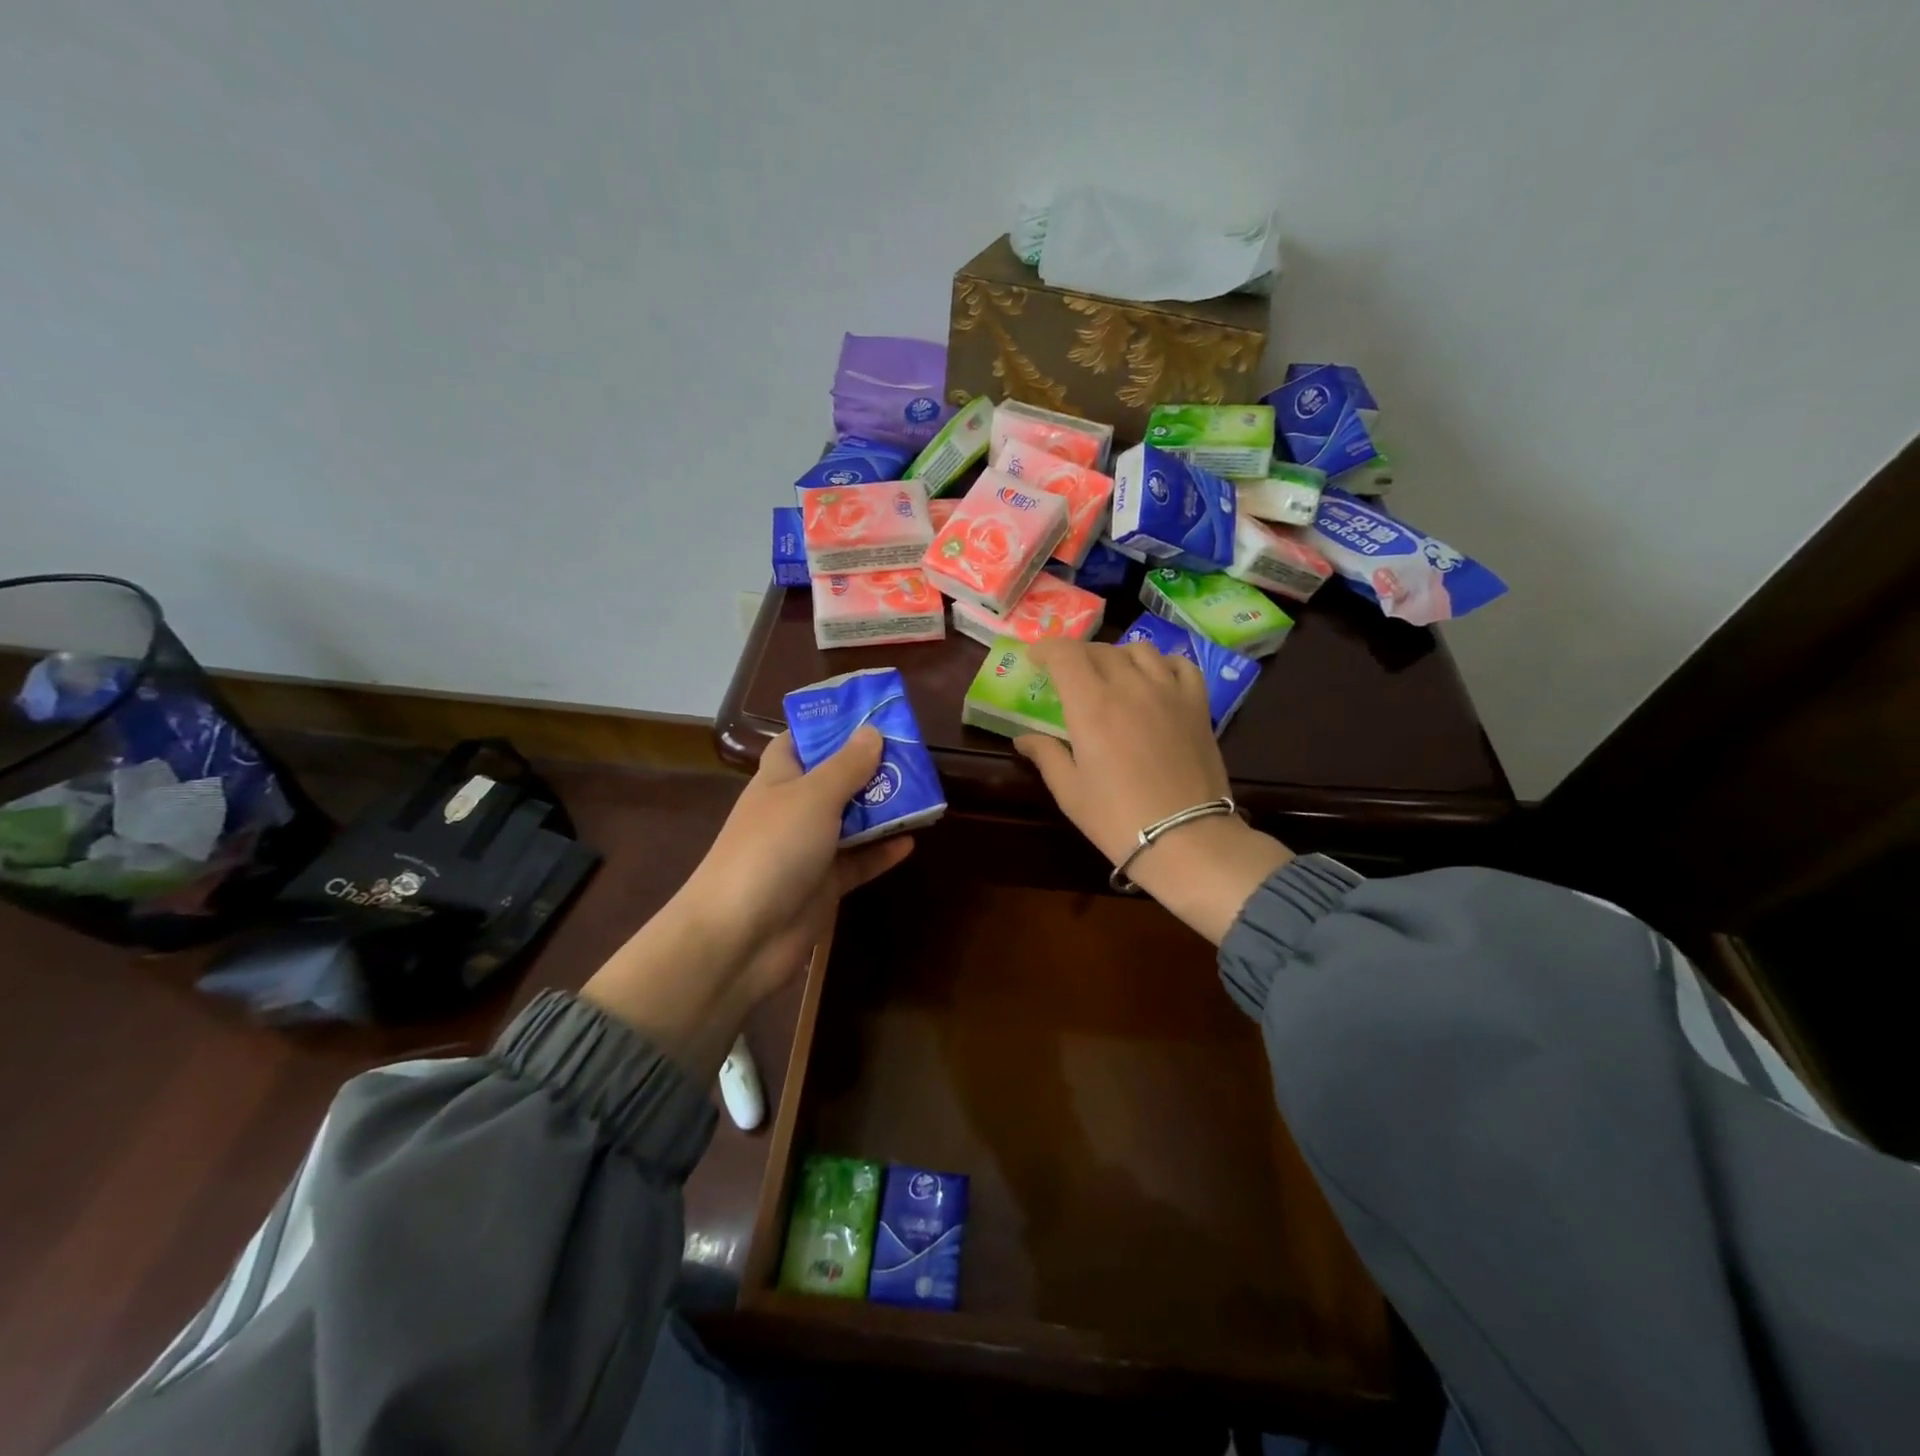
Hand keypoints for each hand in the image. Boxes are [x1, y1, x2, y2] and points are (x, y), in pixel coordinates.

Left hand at [582, 727, 912, 1077]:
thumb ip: (846, 765)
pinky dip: (882, 851)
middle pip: (834, 780)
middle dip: (869, 766)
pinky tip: (912, 840)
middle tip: (912, 752)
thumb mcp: (813, 797)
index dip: (828, 726)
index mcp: (779, 780)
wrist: (740, 937)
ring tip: (922, 791)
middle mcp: (793, 811)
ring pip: (851, 821)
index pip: (799, 742)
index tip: (868, 715)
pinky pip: (859, 862)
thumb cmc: (772, 850)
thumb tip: (872, 731)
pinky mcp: (823, 887)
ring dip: (882, 808)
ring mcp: (808, 850)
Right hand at [1014, 639, 1292, 944]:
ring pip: (1139, 650)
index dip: (1046, 649)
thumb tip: (1024, 739)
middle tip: (1066, 675)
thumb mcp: (1070, 792)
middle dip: (1076, 656)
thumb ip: (1046, 755)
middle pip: (1099, 650)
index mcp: (1091, 705)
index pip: (1065, 655)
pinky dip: (1161, 663)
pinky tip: (1154, 678)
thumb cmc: (1118, 818)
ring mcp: (1168, 692)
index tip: (1035, 659)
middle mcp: (1130, 686)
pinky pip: (1181, 665)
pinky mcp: (1197, 705)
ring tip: (1110, 674)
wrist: (1186, 838)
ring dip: (1116, 655)